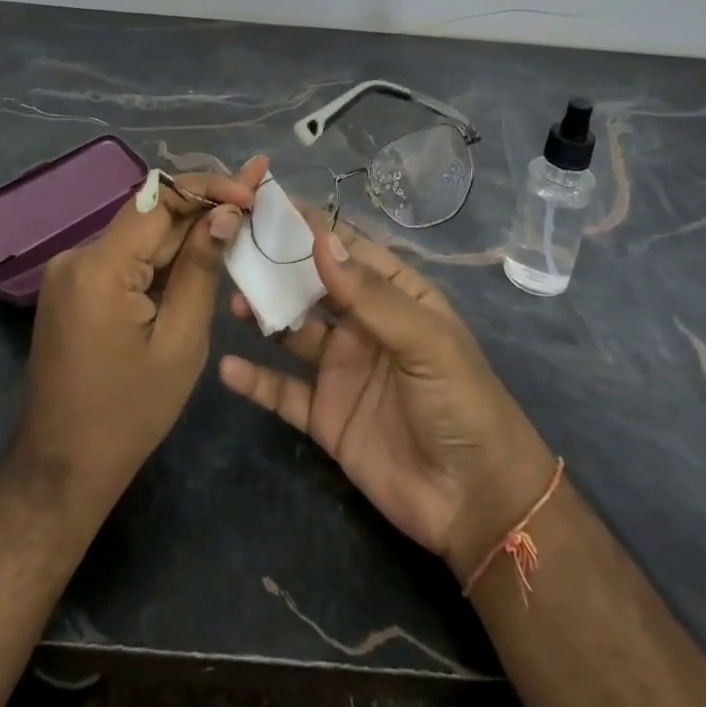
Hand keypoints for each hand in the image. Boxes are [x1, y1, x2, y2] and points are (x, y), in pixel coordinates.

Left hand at [14, 155, 268, 514]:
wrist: (63, 466)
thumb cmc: (130, 413)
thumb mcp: (181, 341)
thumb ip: (201, 269)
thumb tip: (225, 214)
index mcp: (100, 267)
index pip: (160, 200)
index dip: (210, 187)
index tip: (252, 189)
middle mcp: (77, 256)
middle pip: (150, 213)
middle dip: (205, 202)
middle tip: (255, 190)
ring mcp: (70, 270)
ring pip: (141, 232)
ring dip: (188, 226)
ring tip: (239, 213)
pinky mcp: (73, 286)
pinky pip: (127, 255)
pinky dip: (164, 252)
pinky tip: (201, 248)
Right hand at [218, 223, 555, 579]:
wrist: (477, 502)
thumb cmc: (461, 402)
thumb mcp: (424, 340)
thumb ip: (370, 294)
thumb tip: (323, 240)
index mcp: (395, 296)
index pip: (348, 250)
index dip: (312, 226)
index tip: (268, 204)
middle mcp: (363, 326)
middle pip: (312, 287)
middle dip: (277, 267)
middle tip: (236, 247)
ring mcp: (341, 370)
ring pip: (292, 333)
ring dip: (263, 315)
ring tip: (233, 300)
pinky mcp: (325, 416)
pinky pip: (283, 392)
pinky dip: (255, 380)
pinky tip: (228, 367)